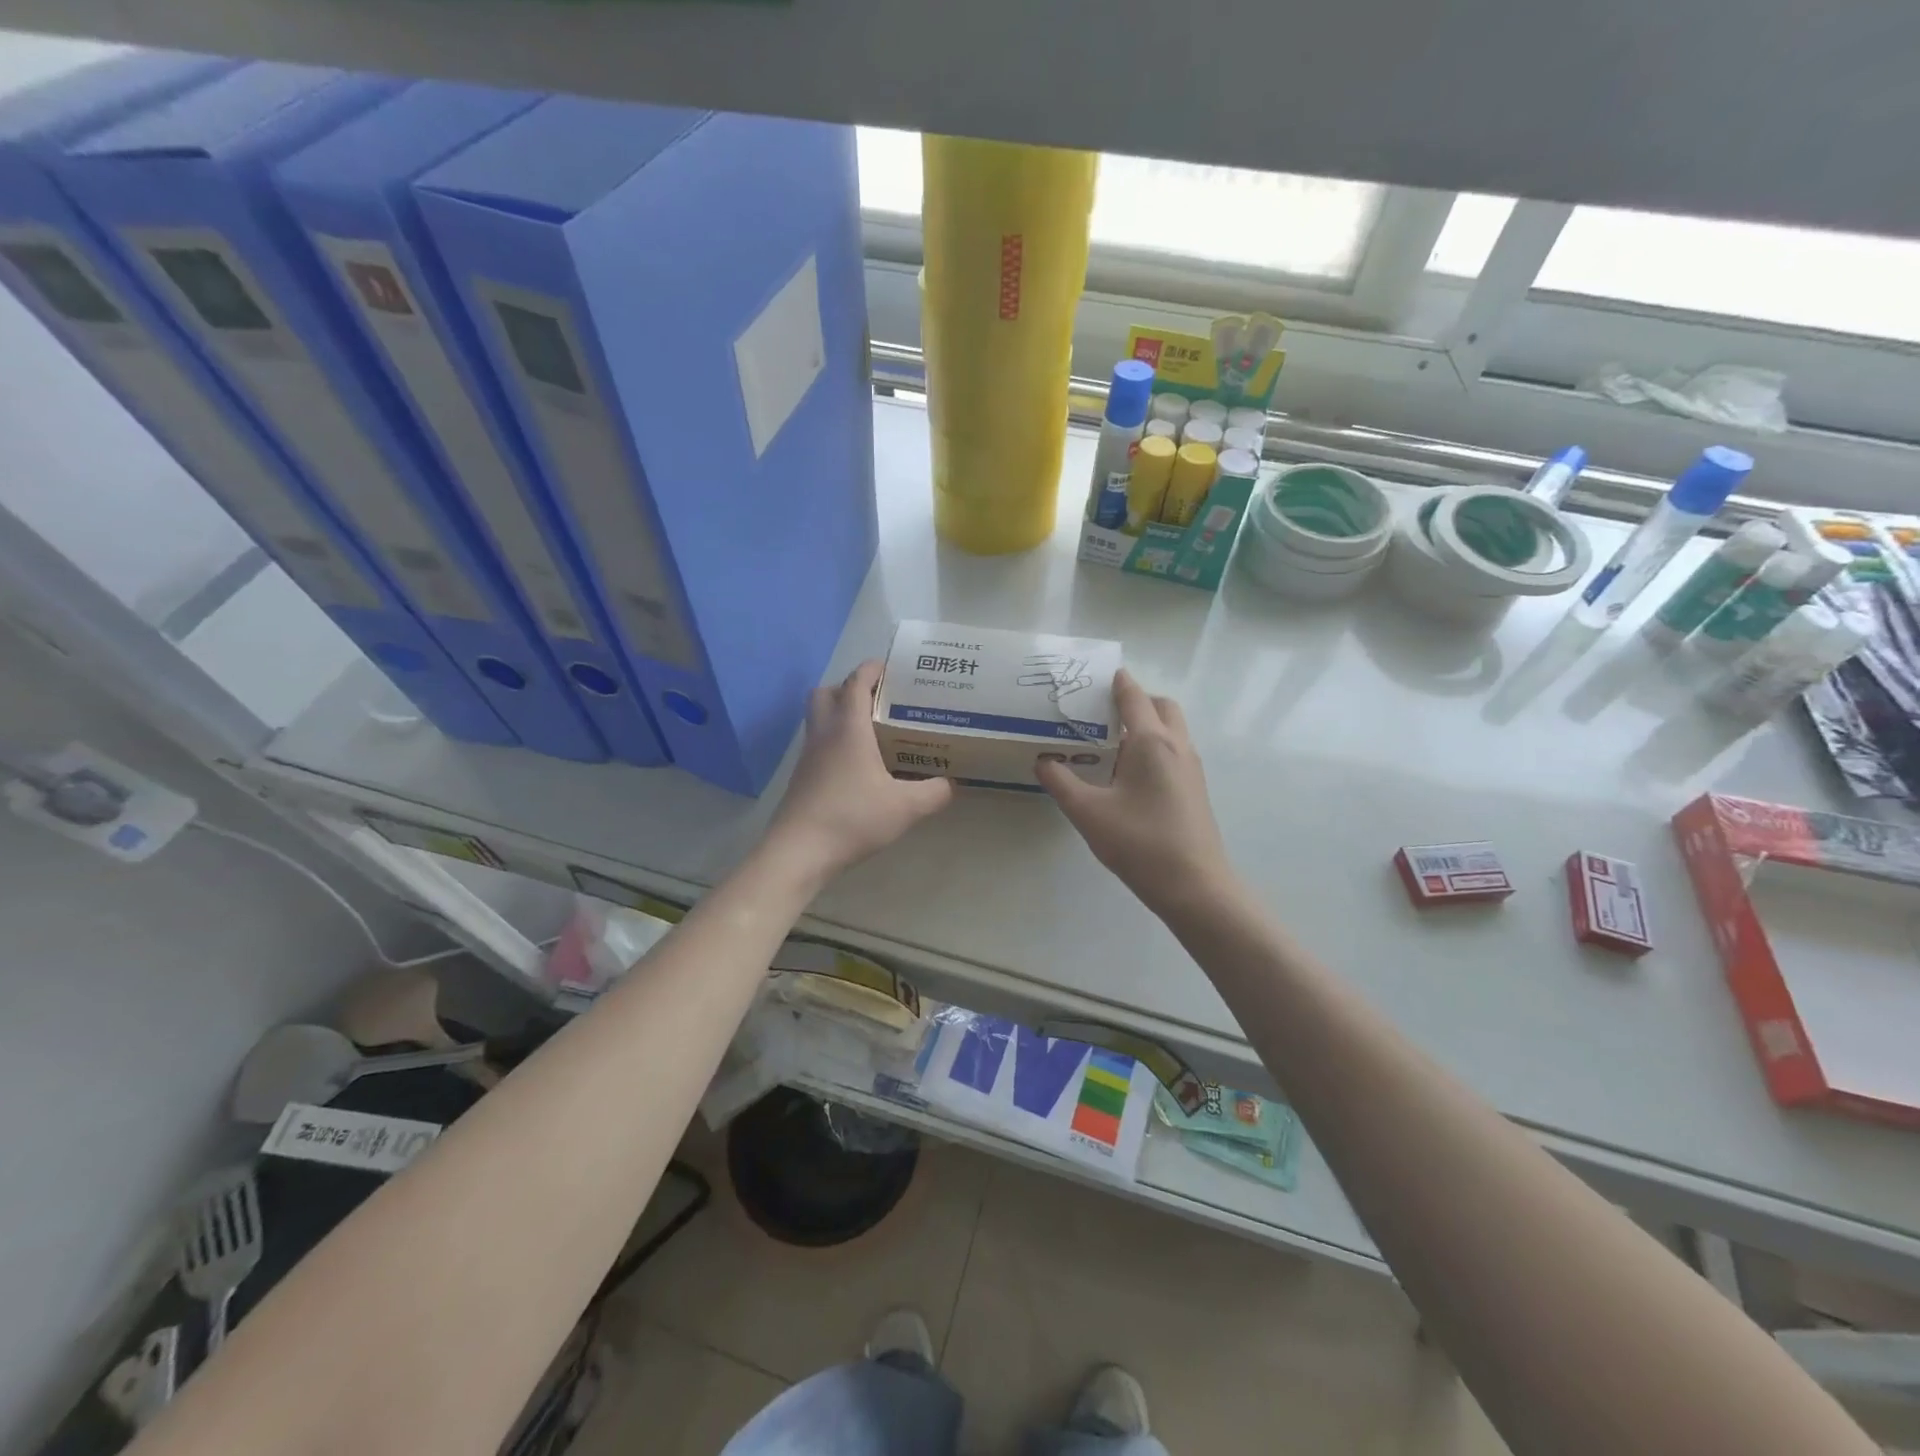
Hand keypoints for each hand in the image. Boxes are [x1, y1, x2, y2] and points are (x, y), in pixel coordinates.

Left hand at [765, 661, 954, 882]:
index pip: (856, 682)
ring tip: (872, 730)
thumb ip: (934, 792)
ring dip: (839, 713)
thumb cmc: (852, 819)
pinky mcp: (802, 776)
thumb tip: (952, 783)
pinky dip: (834, 740)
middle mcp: (824, 733)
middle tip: (879, 700)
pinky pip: (817, 743)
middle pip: (827, 691)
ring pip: (818, 717)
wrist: (799, 852)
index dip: (873, 669)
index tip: (892, 668)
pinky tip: (857, 764)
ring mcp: (808, 755)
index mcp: (849, 729)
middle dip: (850, 687)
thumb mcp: (906, 808)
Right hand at [1036, 669, 1233, 917]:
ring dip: (1147, 723)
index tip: (1093, 676)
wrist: (1195, 886)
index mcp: (1152, 741)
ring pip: (1172, 728)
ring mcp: (1191, 767)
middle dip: (1135, 700)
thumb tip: (1043, 761)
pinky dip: (1154, 745)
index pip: (1133, 696)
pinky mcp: (1195, 788)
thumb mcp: (1088, 812)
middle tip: (1101, 713)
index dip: (1115, 681)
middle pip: (1160, 705)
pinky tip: (1129, 774)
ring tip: (1111, 743)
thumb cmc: (1140, 843)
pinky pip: (1174, 750)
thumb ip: (1061, 781)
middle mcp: (1177, 745)